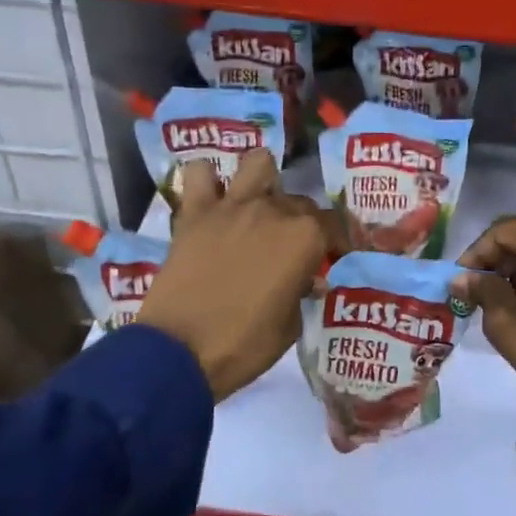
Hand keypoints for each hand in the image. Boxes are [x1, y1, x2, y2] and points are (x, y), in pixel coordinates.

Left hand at [137, 151, 343, 400]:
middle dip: (303, 223)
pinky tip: (211, 198)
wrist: (178, 352)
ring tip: (258, 203)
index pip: (334, 226)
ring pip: (257, 164)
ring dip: (262, 180)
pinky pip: (198, 175)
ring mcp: (232, 206)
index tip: (333, 259)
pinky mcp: (195, 213)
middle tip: (294, 250)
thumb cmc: (243, 345)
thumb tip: (303, 280)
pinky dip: (206, 181)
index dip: (337, 243)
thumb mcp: (289, 327)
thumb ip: (300, 293)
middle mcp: (273, 211)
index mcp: (304, 238)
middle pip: (300, 201)